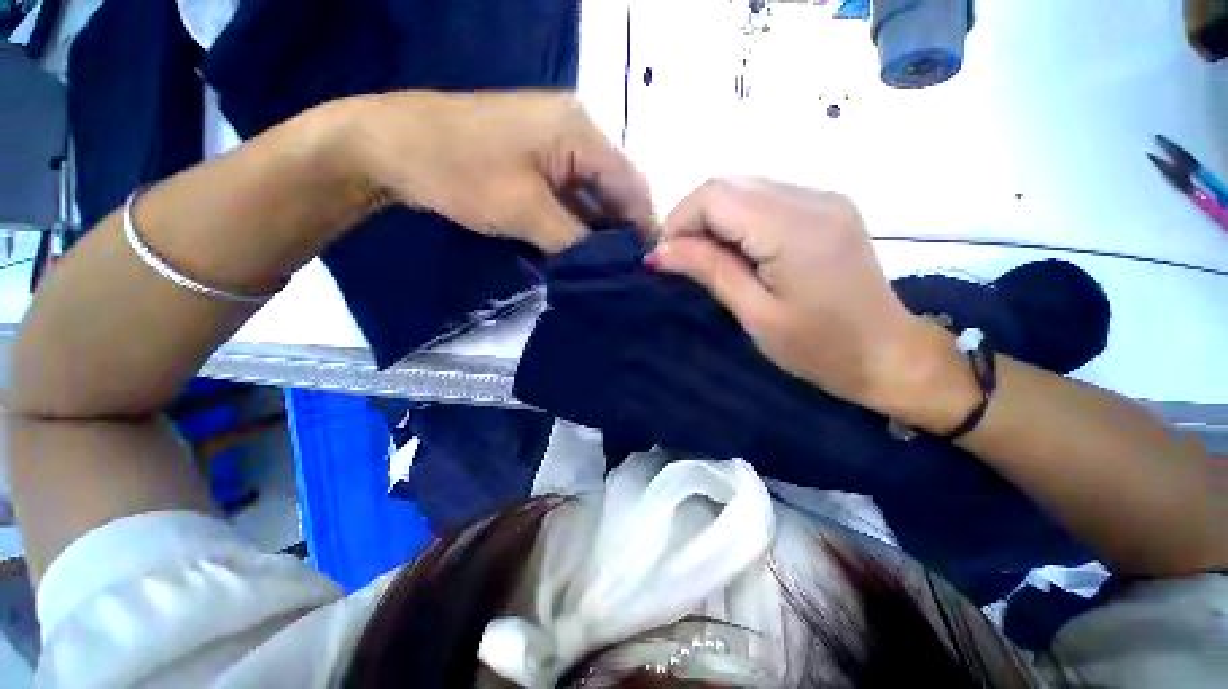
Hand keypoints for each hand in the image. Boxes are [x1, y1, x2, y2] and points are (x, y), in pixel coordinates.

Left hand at [338, 91, 653, 252]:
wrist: (392, 148)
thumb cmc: (461, 171)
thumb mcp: (527, 212)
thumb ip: (576, 240)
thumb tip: (609, 266)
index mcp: (581, 131)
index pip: (631, 185)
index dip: (642, 227)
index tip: (645, 267)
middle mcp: (577, 132)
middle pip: (615, 190)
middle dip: (620, 232)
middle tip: (624, 273)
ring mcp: (557, 146)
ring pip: (593, 196)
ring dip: (597, 231)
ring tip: (604, 268)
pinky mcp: (539, 161)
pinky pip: (571, 196)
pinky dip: (577, 224)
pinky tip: (578, 250)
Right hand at [648, 177, 946, 414]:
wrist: (887, 353)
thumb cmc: (819, 348)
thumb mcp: (756, 314)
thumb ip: (709, 270)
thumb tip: (659, 251)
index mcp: (795, 229)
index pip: (715, 195)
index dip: (680, 221)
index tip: (667, 258)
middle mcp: (812, 198)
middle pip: (728, 183)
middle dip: (694, 217)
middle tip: (685, 260)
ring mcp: (824, 197)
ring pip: (745, 186)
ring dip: (715, 218)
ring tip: (710, 258)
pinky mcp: (828, 206)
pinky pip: (767, 197)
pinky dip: (739, 218)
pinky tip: (740, 250)